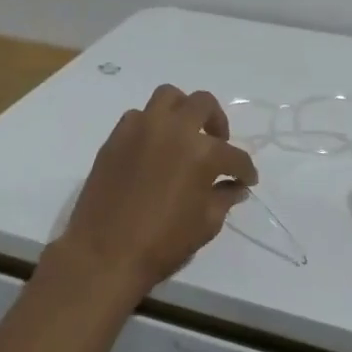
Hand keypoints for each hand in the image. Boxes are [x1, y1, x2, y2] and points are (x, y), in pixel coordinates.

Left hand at [55, 85, 257, 296]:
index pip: (234, 156)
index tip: (247, 180)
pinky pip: (139, 117)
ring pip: (168, 97)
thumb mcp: (206, 224)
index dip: (245, 170)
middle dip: (218, 122)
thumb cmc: (162, 243)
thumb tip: (235, 187)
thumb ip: (224, 198)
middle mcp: (173, 129)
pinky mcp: (115, 137)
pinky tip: (154, 149)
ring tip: (185, 135)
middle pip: (204, 104)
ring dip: (183, 111)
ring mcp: (141, 129)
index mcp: (202, 152)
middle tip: (219, 145)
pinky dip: (152, 125)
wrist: (104, 254)